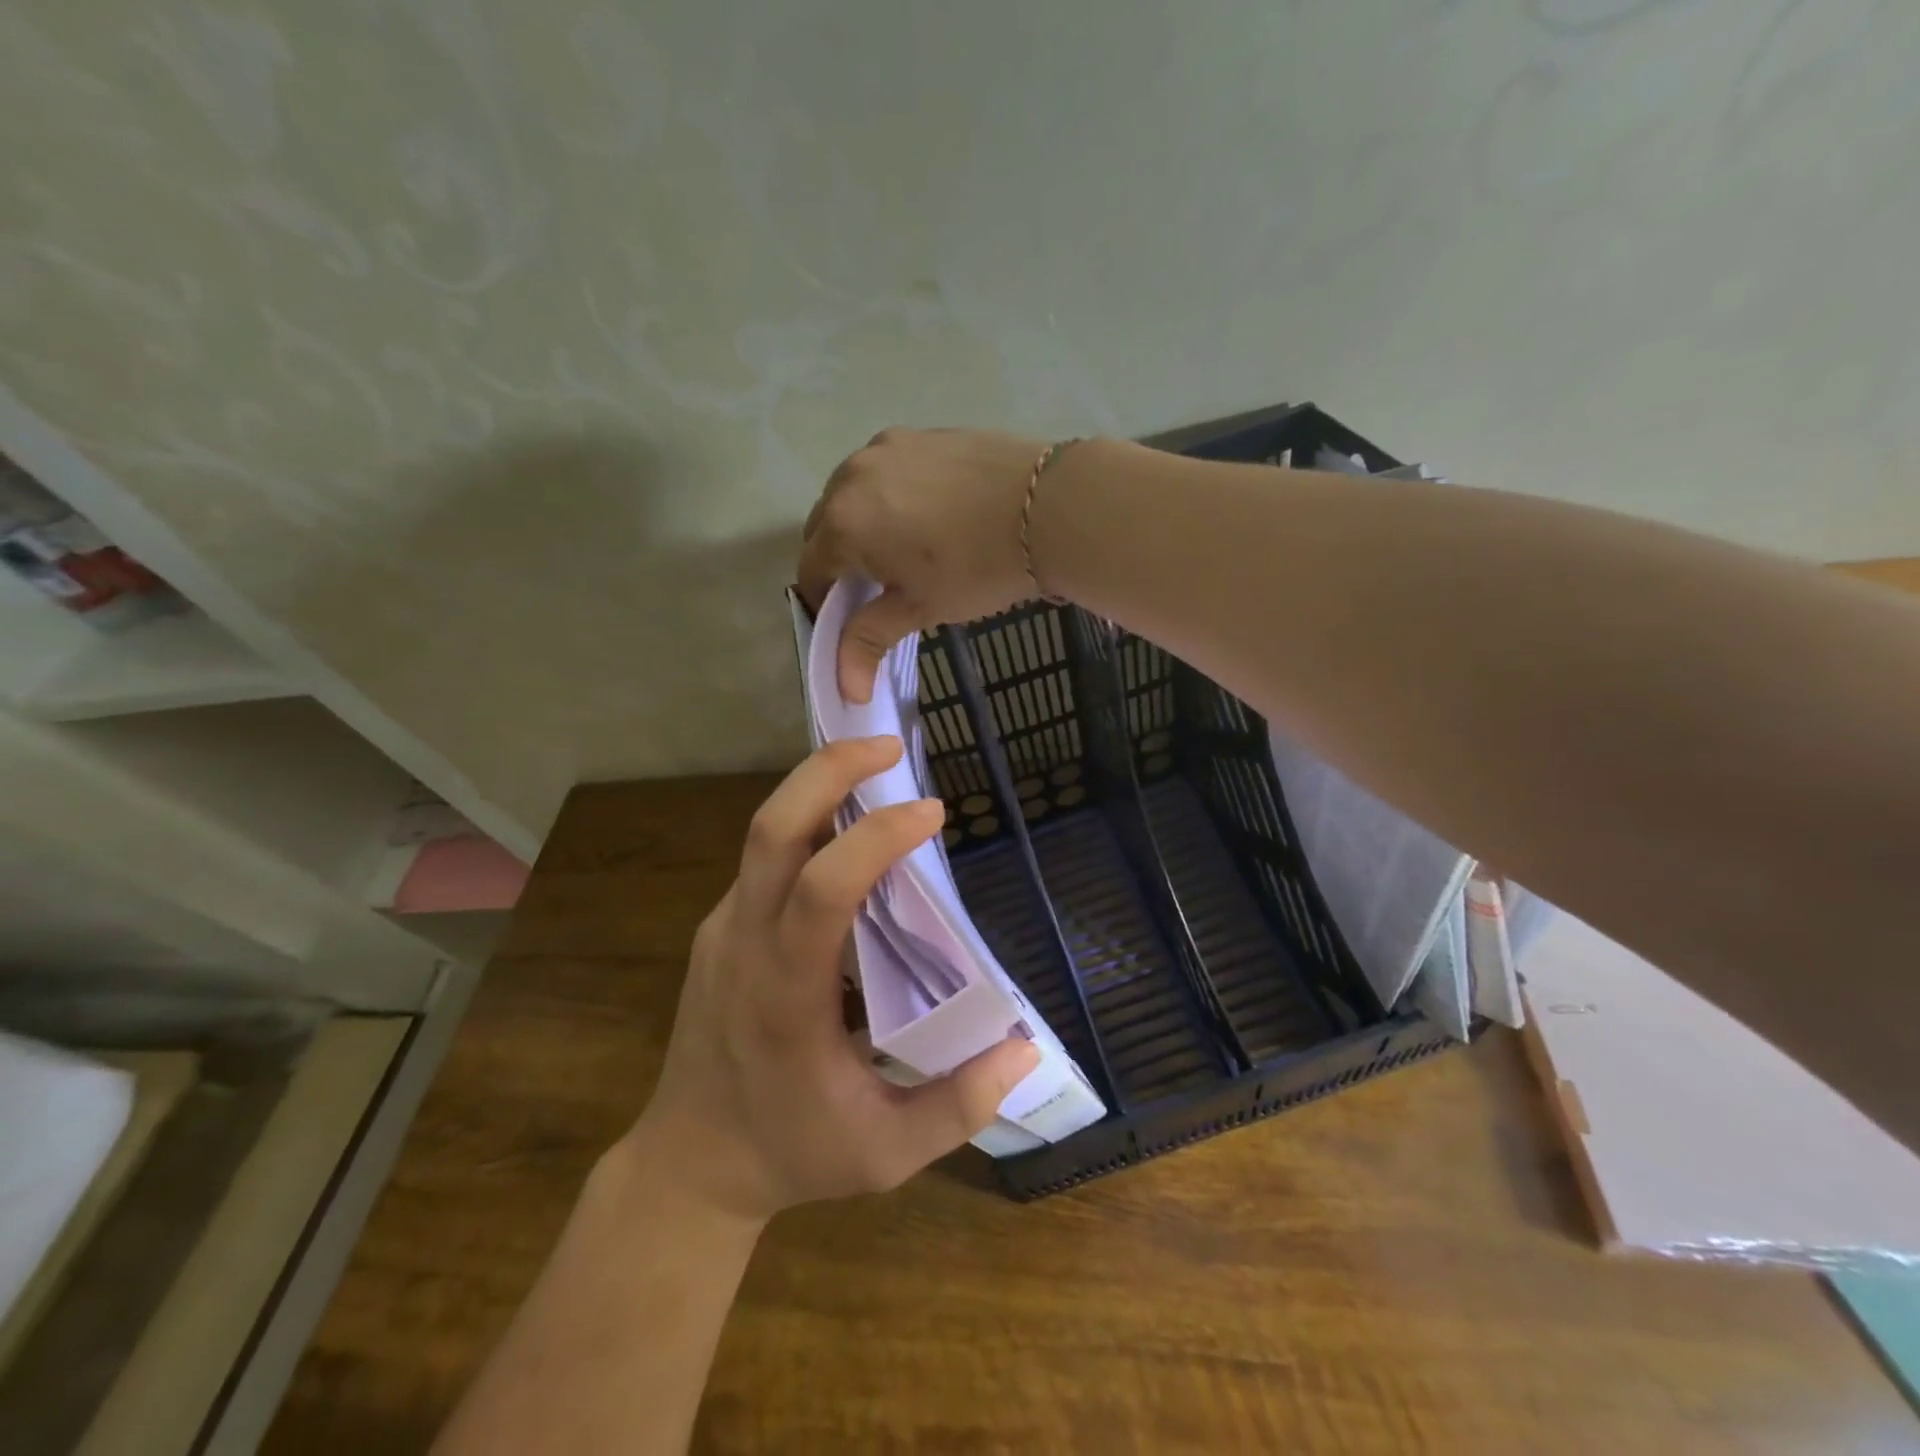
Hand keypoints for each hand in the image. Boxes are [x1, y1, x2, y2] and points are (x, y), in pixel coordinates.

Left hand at [633, 736, 1039, 1221]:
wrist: (687, 1163)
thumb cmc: (789, 1154)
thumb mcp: (886, 1155)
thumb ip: (959, 1106)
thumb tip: (1024, 1048)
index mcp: (783, 994)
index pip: (823, 890)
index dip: (877, 839)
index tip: (932, 814)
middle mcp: (744, 944)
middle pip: (772, 828)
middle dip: (829, 770)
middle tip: (888, 746)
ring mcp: (723, 929)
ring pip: (764, 833)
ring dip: (818, 789)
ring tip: (880, 774)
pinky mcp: (720, 928)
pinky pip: (764, 859)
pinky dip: (809, 827)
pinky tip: (849, 836)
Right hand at [797, 427, 1048, 703]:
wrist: (1051, 507)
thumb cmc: (978, 568)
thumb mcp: (921, 608)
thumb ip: (871, 639)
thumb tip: (848, 691)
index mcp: (843, 522)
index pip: (811, 569)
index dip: (824, 601)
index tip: (850, 620)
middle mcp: (852, 475)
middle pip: (826, 527)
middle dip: (839, 560)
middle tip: (877, 589)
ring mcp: (888, 447)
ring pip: (854, 494)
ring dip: (862, 524)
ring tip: (903, 550)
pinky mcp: (922, 433)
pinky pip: (888, 471)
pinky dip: (891, 497)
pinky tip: (929, 516)